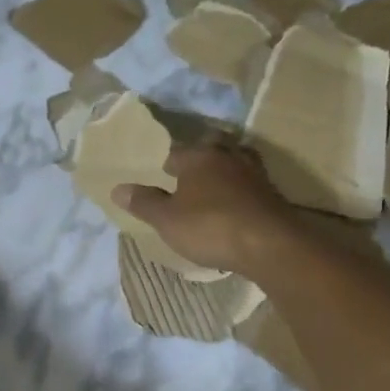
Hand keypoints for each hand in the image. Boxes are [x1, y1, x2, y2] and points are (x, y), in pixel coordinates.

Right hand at [111, 142, 293, 277]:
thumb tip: (118, 188)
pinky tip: (234, 203)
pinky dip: (240, 188)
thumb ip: (143, 203)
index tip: (158, 176)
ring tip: (212, 186)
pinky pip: (249, 182)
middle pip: (211, 146)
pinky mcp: (271, 192)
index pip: (174, 151)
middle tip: (188, 174)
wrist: (269, 244)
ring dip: (223, 169)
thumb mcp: (167, 220)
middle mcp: (227, 156)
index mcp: (198, 156)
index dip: (164, 163)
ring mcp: (253, 172)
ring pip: (234, 160)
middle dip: (199, 156)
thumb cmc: (210, 227)